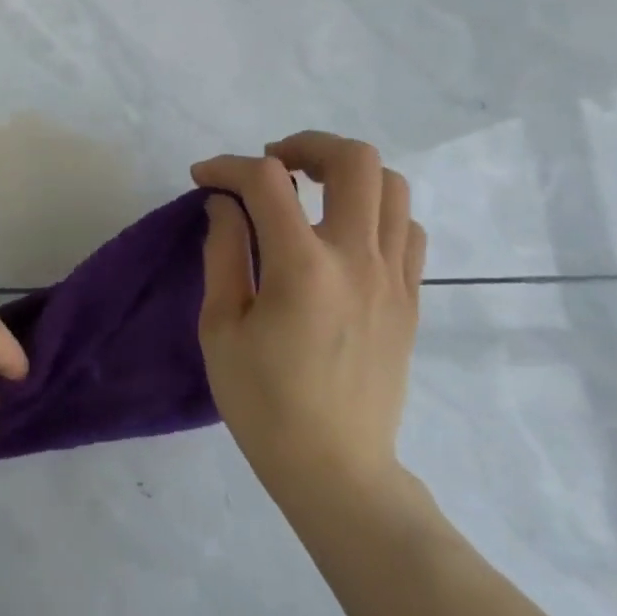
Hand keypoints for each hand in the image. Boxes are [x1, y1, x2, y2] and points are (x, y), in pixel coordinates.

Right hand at [192, 132, 425, 502]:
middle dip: (305, 145)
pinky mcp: (412, 299)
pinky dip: (376, 211)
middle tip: (272, 167)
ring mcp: (395, 278)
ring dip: (347, 173)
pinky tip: (344, 233)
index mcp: (303, 267)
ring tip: (310, 191)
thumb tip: (225, 203)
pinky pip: (409, 229)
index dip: (228, 166)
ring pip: (394, 186)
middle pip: (355, 160)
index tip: (204, 178)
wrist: (336, 470)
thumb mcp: (220, 327)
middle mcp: (358, 259)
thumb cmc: (264, 403)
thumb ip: (223, 252)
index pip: (267, 181)